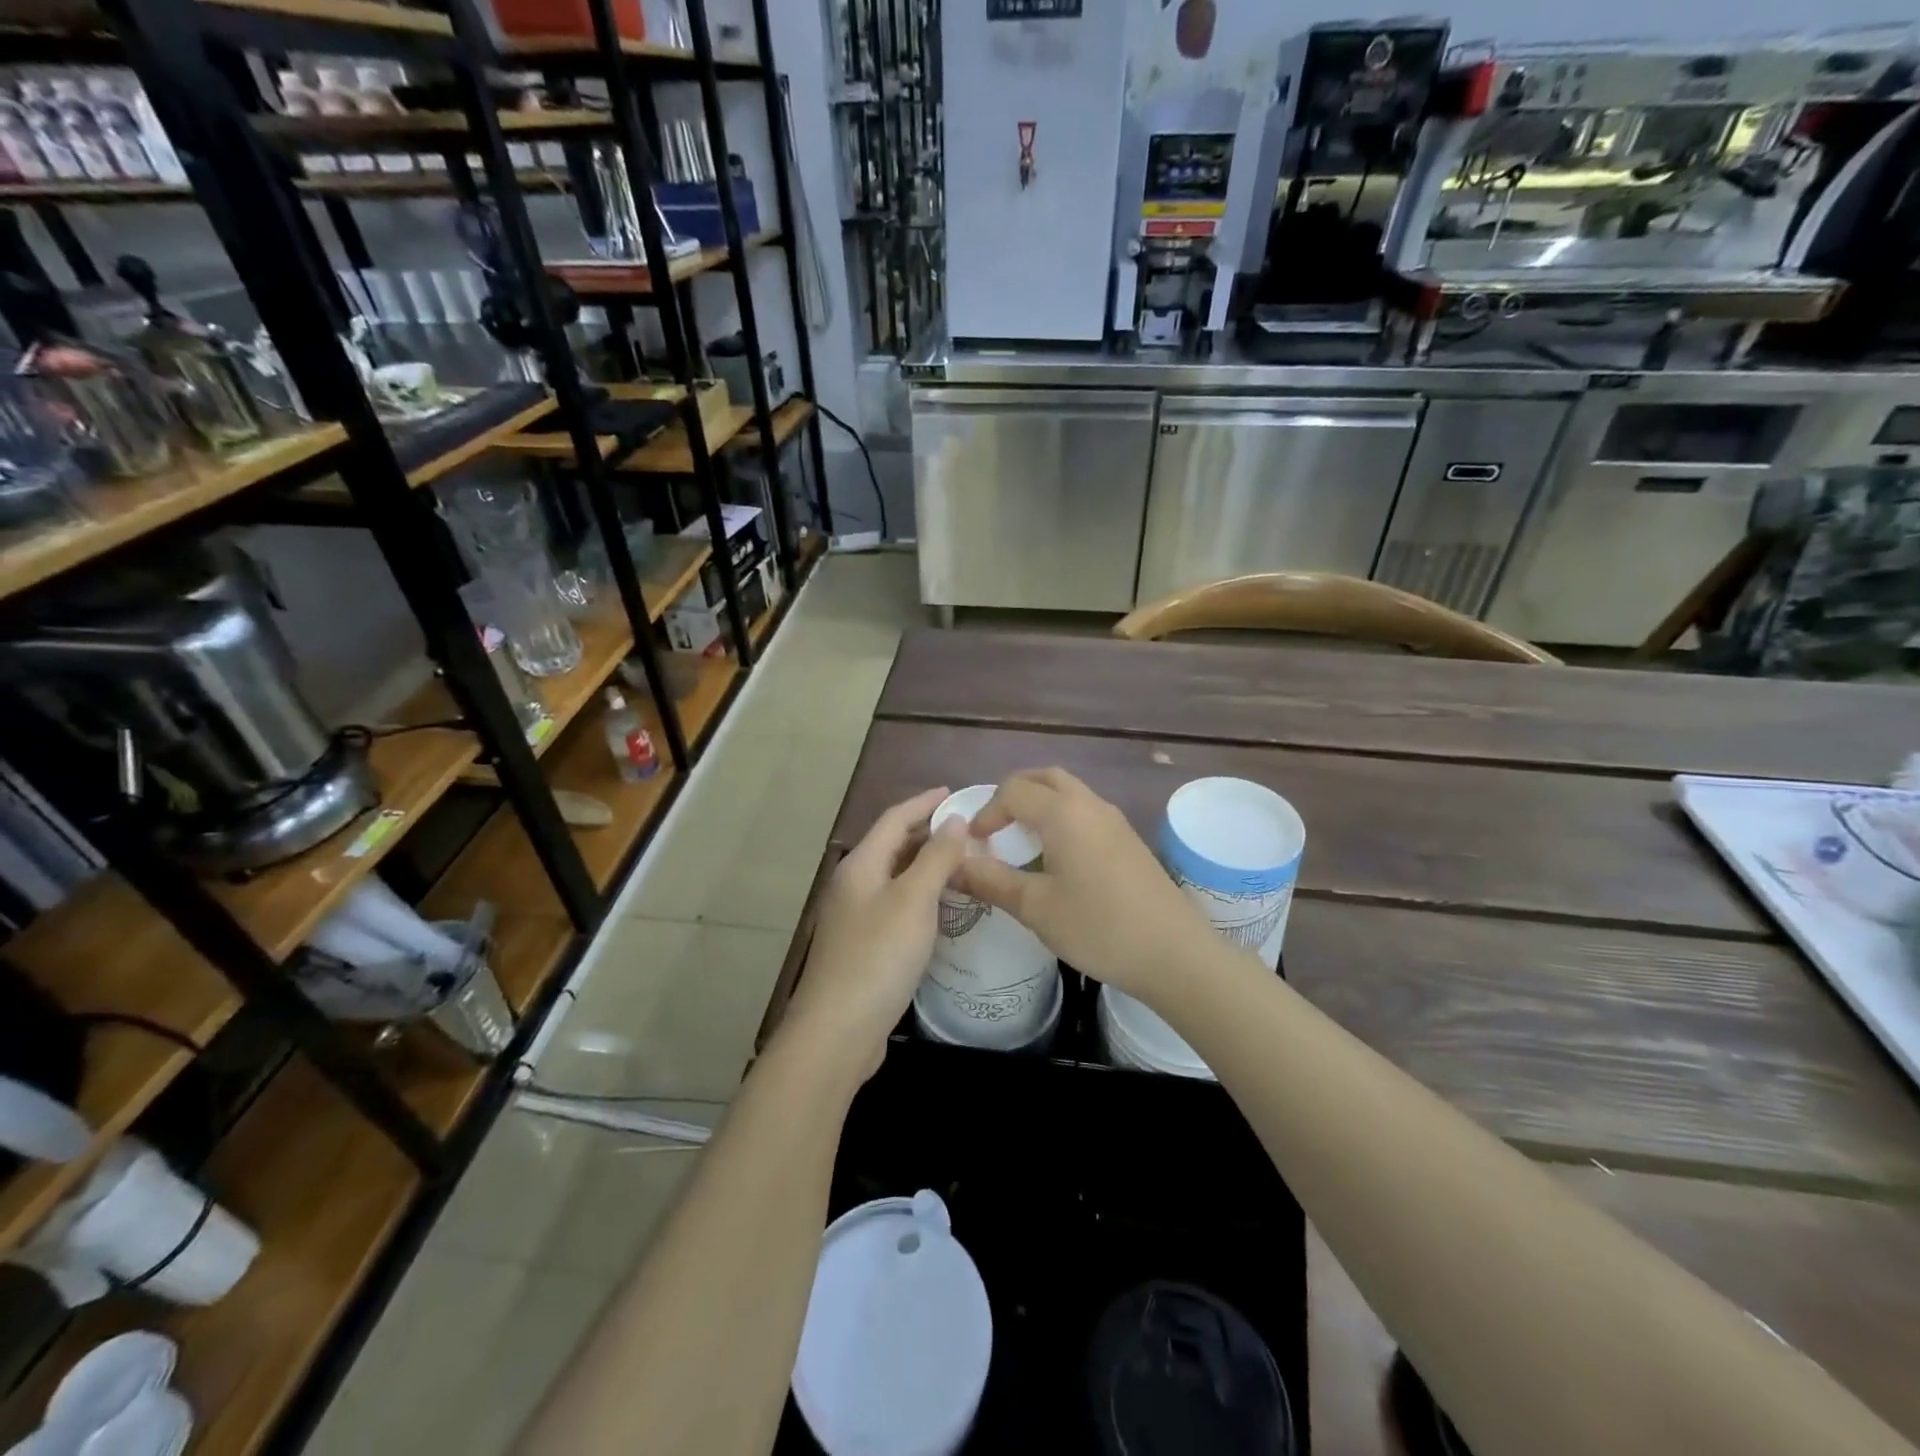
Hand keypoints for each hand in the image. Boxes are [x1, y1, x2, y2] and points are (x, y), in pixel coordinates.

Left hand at [778, 787, 971, 1083]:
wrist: (838, 1030)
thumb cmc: (878, 956)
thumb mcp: (914, 901)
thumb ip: (936, 858)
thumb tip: (956, 821)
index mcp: (860, 866)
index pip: (894, 819)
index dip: (924, 803)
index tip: (955, 792)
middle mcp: (854, 885)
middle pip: (892, 846)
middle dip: (927, 833)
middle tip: (968, 830)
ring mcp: (856, 918)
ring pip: (895, 877)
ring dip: (926, 865)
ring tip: (963, 863)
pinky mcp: (864, 947)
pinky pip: (897, 905)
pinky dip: (921, 896)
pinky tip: (943, 908)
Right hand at [953, 768, 1216, 1004]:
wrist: (1175, 953)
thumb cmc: (1099, 927)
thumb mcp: (1036, 907)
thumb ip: (990, 881)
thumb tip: (952, 866)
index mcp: (1063, 813)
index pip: (1013, 790)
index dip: (987, 812)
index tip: (974, 845)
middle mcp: (1090, 804)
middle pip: (1045, 778)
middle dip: (1013, 794)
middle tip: (995, 827)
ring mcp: (1115, 820)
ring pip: (1069, 792)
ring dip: (1040, 804)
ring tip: (1021, 841)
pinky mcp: (1129, 840)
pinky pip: (1086, 811)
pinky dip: (1062, 818)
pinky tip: (1057, 858)